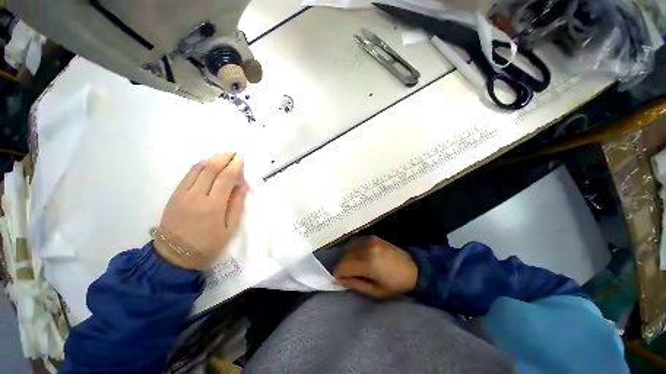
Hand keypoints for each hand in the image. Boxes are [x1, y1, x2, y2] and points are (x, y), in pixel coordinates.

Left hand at [154, 153, 246, 269]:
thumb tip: (241, 186)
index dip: (234, 165)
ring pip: (198, 168)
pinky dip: (199, 166)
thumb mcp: (229, 229)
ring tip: (222, 156)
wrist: (174, 255)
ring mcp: (182, 194)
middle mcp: (197, 195)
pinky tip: (206, 164)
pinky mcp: (174, 195)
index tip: (241, 158)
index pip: (226, 177)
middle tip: (233, 153)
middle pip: (211, 169)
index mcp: (213, 205)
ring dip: (211, 159)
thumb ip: (236, 205)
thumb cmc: (207, 244)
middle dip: (224, 158)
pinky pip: (188, 175)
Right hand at [333, 236, 417, 297]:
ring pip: (347, 248)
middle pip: (343, 256)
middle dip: (342, 266)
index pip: (342, 266)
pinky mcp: (371, 237)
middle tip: (347, 275)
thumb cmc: (395, 284)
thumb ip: (355, 284)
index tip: (340, 280)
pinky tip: (358, 256)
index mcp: (368, 263)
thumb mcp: (375, 291)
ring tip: (353, 266)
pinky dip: (352, 249)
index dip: (338, 274)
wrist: (413, 267)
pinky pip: (355, 242)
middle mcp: (366, 248)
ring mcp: (369, 240)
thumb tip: (338, 278)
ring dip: (346, 257)